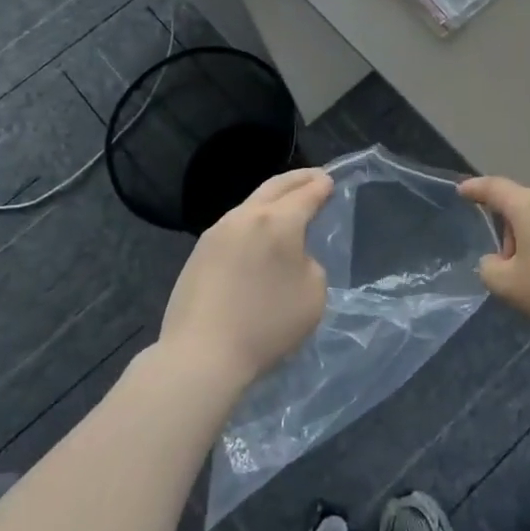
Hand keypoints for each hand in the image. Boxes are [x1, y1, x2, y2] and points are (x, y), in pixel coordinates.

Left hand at [160, 168, 333, 392]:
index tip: (330, 181)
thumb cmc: (266, 325)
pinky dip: (253, 221)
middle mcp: (245, 216)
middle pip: (275, 187)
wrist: (201, 354)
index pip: (306, 193)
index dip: (321, 186)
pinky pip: (234, 226)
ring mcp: (217, 232)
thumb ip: (308, 264)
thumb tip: (291, 257)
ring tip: (287, 205)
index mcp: (278, 221)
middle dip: (297, 179)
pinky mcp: (199, 252)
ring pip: (250, 204)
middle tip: (314, 177)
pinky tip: (258, 235)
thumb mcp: (313, 295)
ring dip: (272, 200)